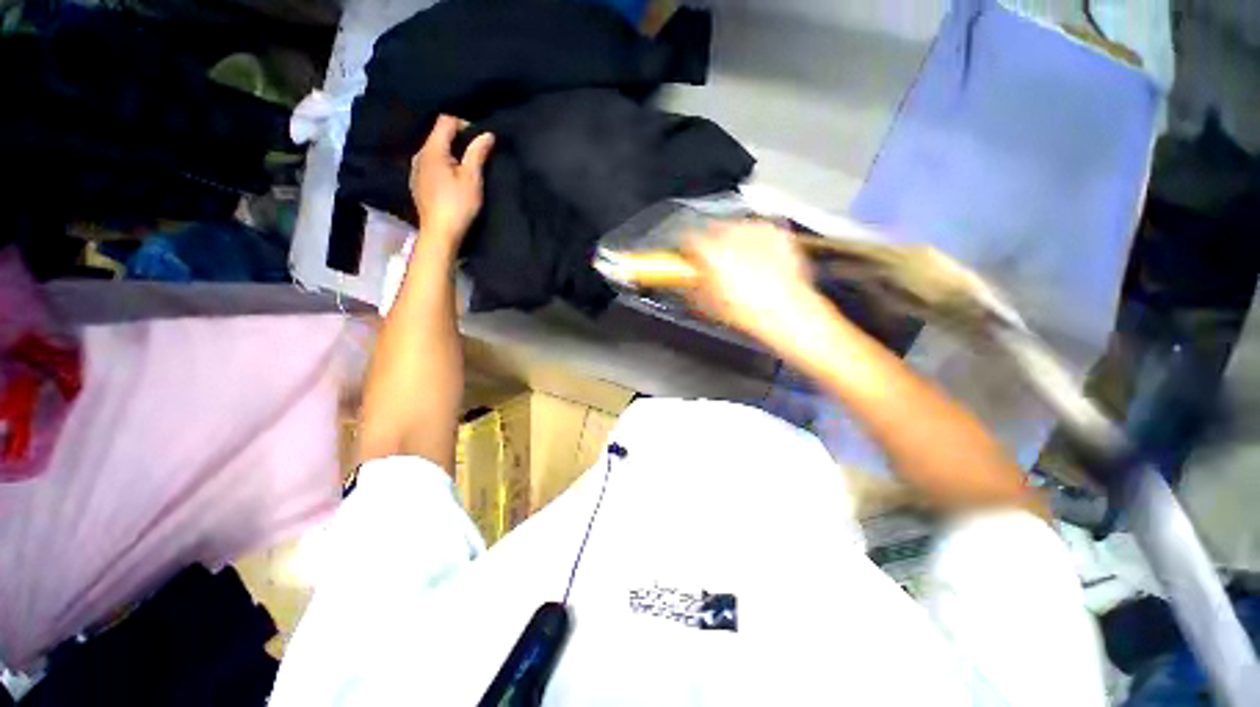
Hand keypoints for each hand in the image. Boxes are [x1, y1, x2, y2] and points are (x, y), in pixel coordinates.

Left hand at [410, 114, 494, 245]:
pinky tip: (453, 181)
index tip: (480, 140)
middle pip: (438, 135)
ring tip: (466, 168)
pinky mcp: (417, 183)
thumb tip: (487, 134)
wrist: (439, 233)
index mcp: (432, 150)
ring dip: (450, 153)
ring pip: (434, 151)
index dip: (464, 124)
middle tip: (477, 155)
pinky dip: (443, 165)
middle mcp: (419, 154)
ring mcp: (415, 169)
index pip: (446, 121)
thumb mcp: (472, 178)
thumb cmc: (458, 204)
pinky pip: (430, 164)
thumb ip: (478, 153)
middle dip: (458, 139)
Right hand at [682, 222, 825, 346]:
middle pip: (711, 229)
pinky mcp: (776, 231)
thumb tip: (690, 280)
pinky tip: (759, 261)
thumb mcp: (706, 304)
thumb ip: (692, 285)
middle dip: (711, 244)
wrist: (785, 312)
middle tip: (715, 264)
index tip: (689, 259)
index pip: (687, 239)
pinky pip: (759, 232)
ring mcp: (756, 229)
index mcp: (709, 249)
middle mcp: (731, 232)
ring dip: (734, 241)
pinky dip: (756, 243)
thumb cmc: (745, 311)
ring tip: (740, 263)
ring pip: (736, 227)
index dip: (686, 251)